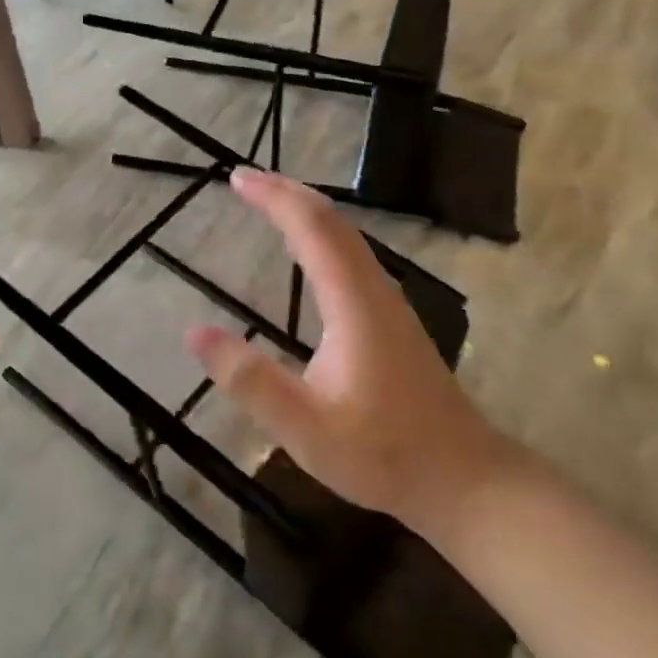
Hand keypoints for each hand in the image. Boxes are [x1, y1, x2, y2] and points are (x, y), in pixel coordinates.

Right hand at [186, 168, 510, 539]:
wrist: (464, 478)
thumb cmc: (384, 453)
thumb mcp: (304, 427)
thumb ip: (250, 380)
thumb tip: (194, 334)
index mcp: (353, 302)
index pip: (311, 228)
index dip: (274, 197)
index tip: (236, 179)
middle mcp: (373, 288)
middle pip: (331, 221)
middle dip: (287, 192)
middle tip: (244, 179)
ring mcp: (388, 301)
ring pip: (346, 235)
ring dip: (305, 209)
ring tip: (269, 200)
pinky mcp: (392, 316)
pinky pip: (351, 253)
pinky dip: (320, 233)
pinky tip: (308, 249)